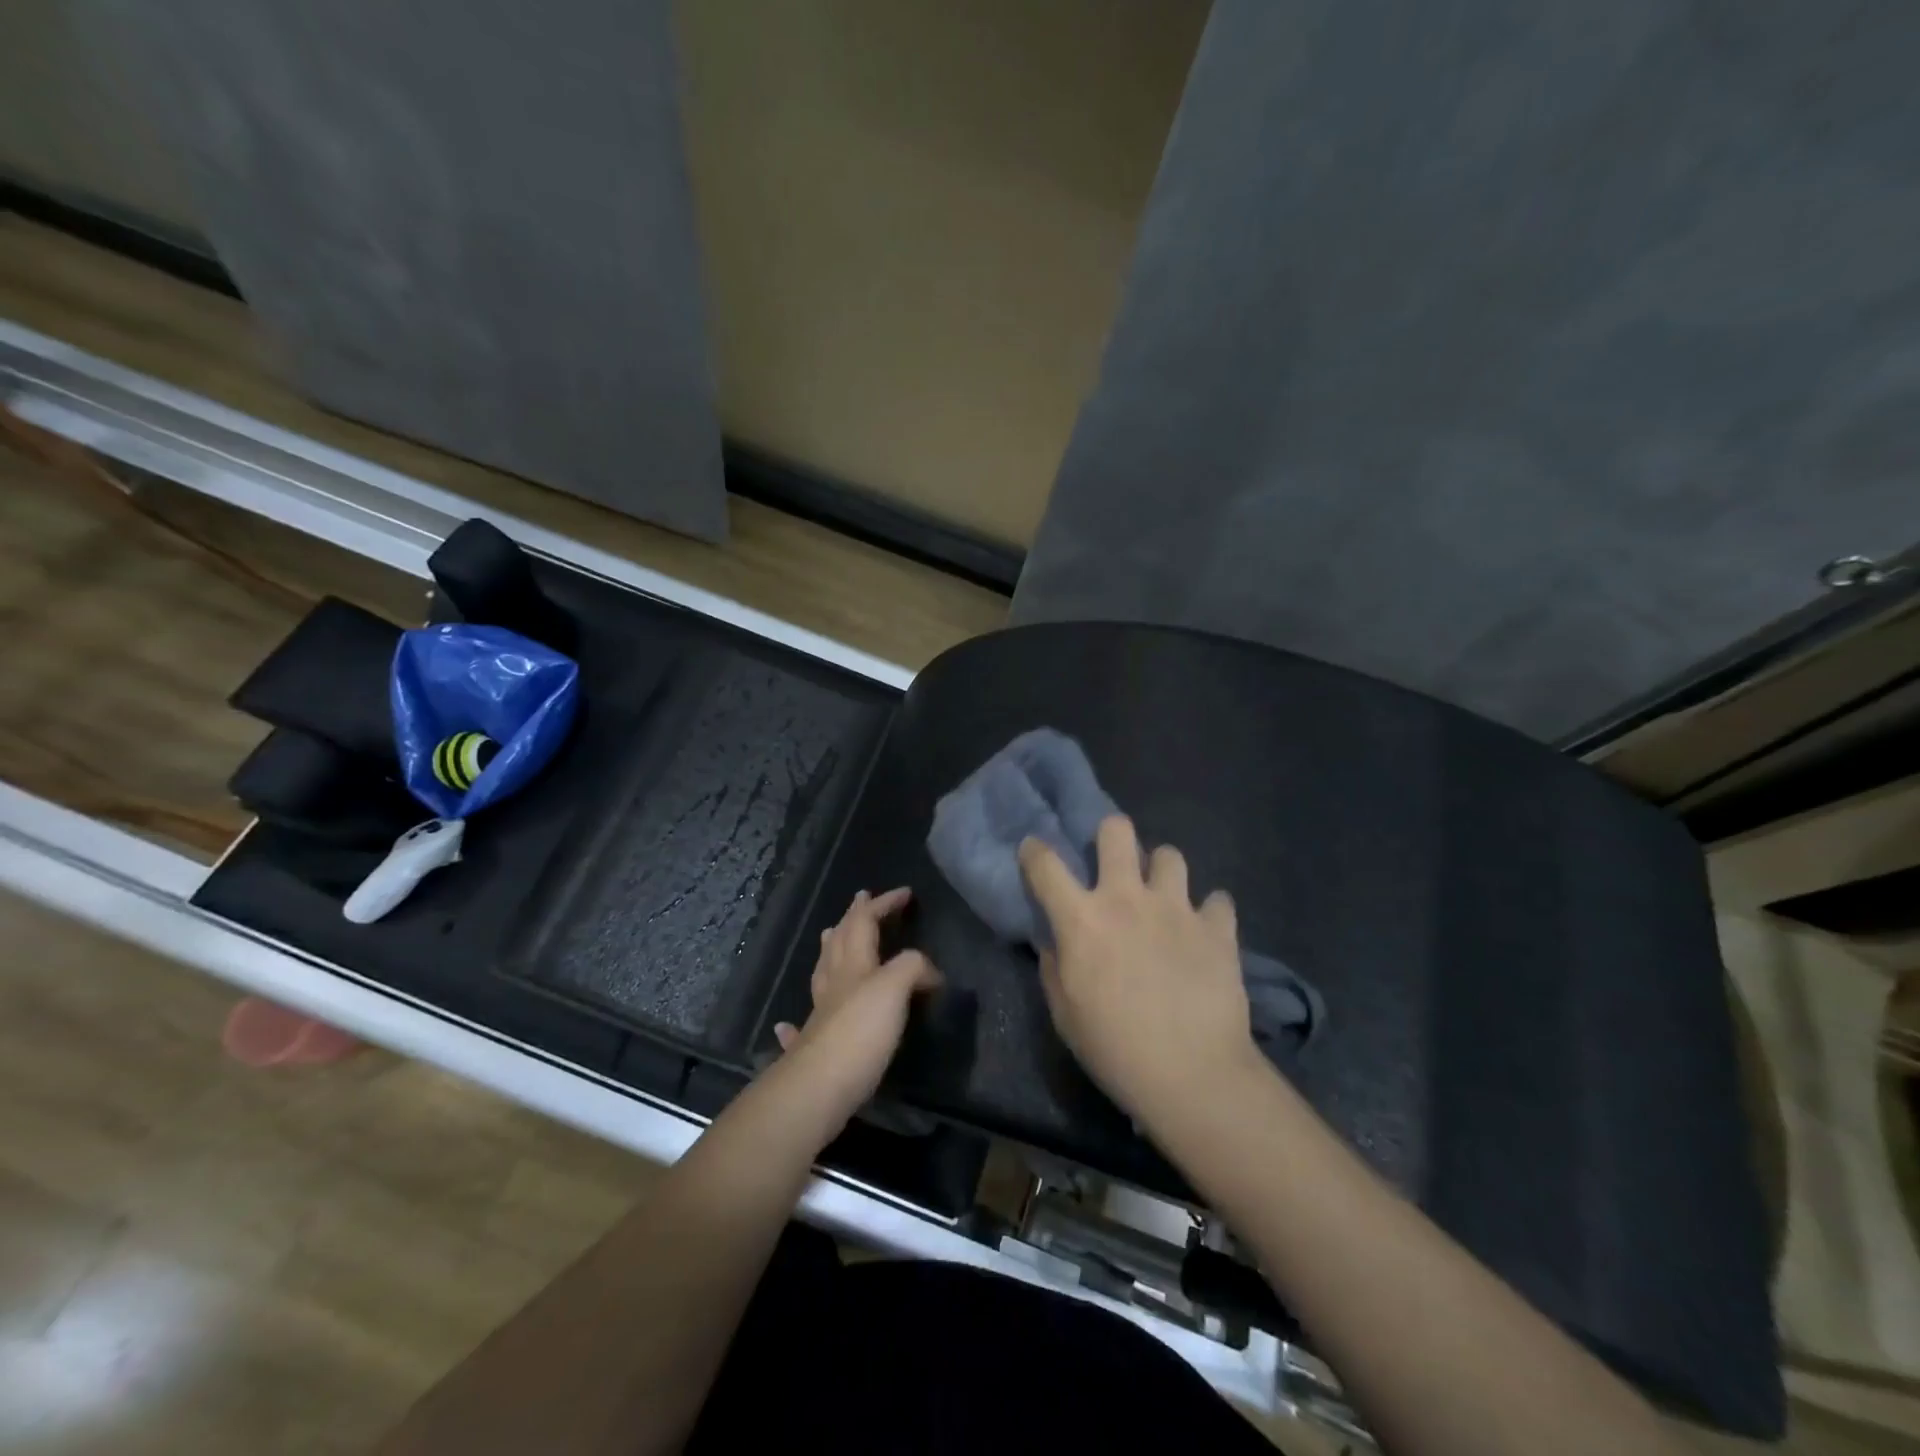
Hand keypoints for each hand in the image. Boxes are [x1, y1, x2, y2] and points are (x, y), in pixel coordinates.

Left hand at [771, 888, 941, 1131]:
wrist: (817, 1088)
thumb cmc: (859, 1032)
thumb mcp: (894, 989)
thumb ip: (912, 968)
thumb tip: (929, 973)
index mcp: (853, 964)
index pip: (865, 921)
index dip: (884, 903)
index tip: (906, 893)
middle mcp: (834, 983)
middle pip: (839, 941)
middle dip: (853, 918)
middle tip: (861, 900)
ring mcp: (820, 1015)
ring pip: (823, 972)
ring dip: (829, 950)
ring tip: (831, 936)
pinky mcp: (813, 1047)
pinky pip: (804, 1024)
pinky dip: (798, 1019)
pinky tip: (786, 1025)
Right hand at [1020, 816, 1261, 1125]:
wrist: (1192, 1074)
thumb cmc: (1114, 1048)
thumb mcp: (1064, 1013)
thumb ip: (1054, 967)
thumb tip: (1056, 941)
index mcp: (1082, 918)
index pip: (1046, 865)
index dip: (1034, 850)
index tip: (1033, 850)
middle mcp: (1127, 898)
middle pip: (1117, 831)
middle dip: (1111, 835)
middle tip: (1114, 861)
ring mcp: (1176, 908)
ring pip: (1170, 855)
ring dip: (1162, 872)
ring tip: (1164, 897)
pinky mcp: (1217, 927)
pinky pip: (1217, 900)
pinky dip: (1210, 912)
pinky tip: (1206, 931)